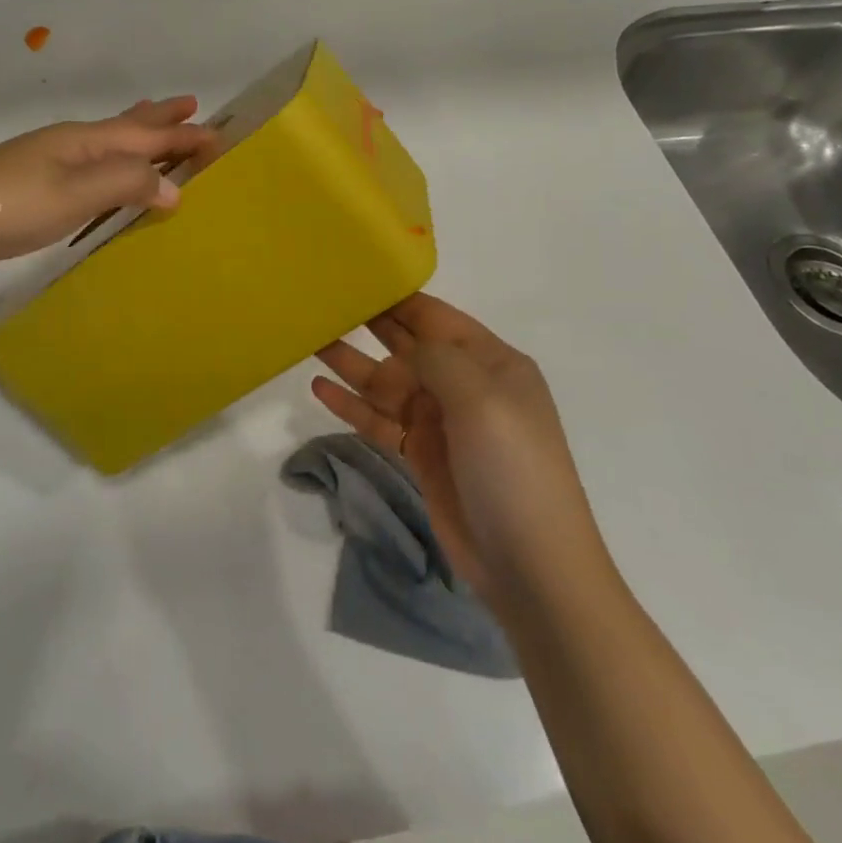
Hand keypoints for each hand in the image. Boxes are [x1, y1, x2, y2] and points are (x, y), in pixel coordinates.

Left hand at [0, 96, 215, 279]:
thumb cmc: (8, 205)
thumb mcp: (74, 193)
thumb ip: (125, 183)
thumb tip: (174, 187)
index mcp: (83, 141)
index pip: (145, 134)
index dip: (181, 134)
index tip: (218, 133)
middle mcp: (69, 145)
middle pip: (126, 127)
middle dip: (160, 121)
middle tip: (190, 107)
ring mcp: (48, 164)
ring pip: (106, 145)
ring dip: (136, 138)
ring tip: (153, 127)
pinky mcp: (34, 189)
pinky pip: (90, 169)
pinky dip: (112, 166)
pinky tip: (105, 178)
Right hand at [313, 293, 593, 598]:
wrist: (531, 566)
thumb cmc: (512, 469)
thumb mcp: (481, 399)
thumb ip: (437, 358)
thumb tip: (406, 341)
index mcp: (491, 362)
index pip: (435, 316)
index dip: (396, 297)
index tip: (354, 276)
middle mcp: (465, 384)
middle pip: (407, 344)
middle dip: (368, 324)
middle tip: (322, 302)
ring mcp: (442, 421)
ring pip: (387, 381)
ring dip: (351, 364)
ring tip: (309, 342)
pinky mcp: (423, 454)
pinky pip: (380, 420)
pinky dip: (352, 405)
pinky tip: (320, 389)